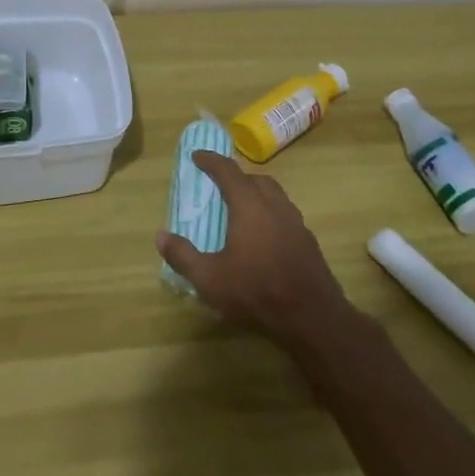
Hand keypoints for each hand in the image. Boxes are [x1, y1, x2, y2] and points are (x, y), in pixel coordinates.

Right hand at [155, 150, 359, 348]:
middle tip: (221, 186)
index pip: (228, 171)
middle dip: (237, 177)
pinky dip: (271, 214)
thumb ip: (183, 255)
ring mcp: (296, 223)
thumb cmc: (256, 292)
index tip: (197, 156)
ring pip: (275, 195)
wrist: (313, 319)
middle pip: (256, 179)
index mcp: (249, 205)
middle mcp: (275, 206)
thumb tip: (160, 235)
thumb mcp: (209, 279)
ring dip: (257, 193)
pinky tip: (264, 237)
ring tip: (242, 209)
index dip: (211, 160)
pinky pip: (286, 215)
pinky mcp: (309, 242)